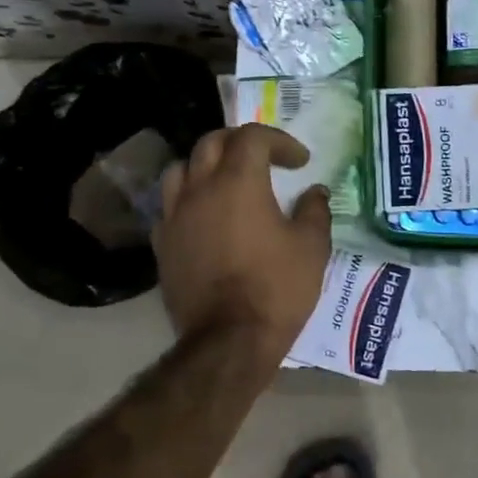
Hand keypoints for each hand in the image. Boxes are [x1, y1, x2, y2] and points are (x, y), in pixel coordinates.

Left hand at [155, 124, 331, 370]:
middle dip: (240, 142)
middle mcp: (200, 190)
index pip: (252, 137)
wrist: (229, 340)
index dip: (279, 141)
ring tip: (227, 182)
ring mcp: (174, 217)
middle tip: (264, 159)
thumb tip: (315, 193)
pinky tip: (206, 217)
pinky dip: (189, 201)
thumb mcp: (312, 247)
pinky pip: (170, 207)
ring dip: (207, 166)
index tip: (300, 162)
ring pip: (181, 170)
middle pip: (211, 143)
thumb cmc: (277, 287)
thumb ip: (314, 211)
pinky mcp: (162, 245)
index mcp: (238, 182)